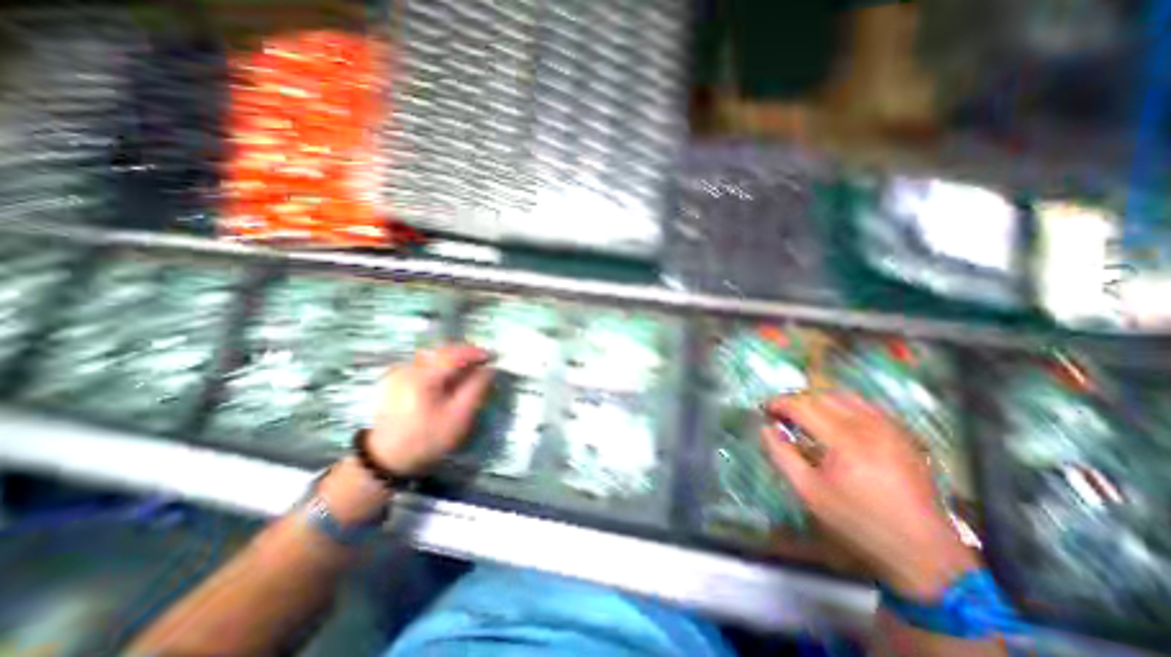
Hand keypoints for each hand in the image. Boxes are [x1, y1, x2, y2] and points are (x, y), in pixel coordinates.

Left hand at [365, 343, 491, 475]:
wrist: (387, 458)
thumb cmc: (427, 439)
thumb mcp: (459, 417)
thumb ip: (476, 389)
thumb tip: (489, 369)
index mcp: (422, 378)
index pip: (453, 354)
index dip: (475, 352)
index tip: (493, 357)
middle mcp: (408, 368)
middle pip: (442, 351)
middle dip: (465, 354)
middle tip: (484, 363)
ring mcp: (399, 372)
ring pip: (434, 355)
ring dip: (454, 359)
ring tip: (470, 369)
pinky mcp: (396, 378)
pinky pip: (424, 363)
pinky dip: (441, 365)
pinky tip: (449, 377)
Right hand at [760, 391, 979, 600]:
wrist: (924, 552)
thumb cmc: (857, 521)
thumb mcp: (808, 492)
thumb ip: (781, 455)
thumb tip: (766, 428)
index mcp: (844, 440)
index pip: (802, 405)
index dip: (779, 403)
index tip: (764, 409)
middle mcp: (868, 425)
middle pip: (821, 396)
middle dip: (796, 400)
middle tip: (782, 414)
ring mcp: (890, 427)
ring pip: (844, 396)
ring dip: (818, 400)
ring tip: (805, 415)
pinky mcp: (903, 434)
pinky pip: (866, 405)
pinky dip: (843, 405)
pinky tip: (835, 421)